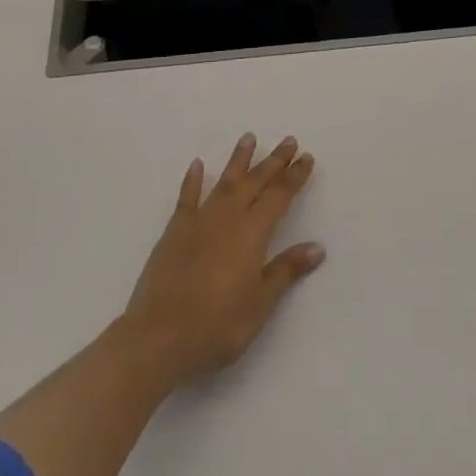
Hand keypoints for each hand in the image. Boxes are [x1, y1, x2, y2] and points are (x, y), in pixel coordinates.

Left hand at [118, 133, 324, 388]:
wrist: (158, 338)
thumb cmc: (217, 325)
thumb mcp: (260, 304)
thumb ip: (286, 270)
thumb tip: (317, 246)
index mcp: (252, 233)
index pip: (279, 196)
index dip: (294, 176)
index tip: (306, 157)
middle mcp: (228, 218)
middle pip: (255, 182)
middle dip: (274, 161)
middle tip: (288, 141)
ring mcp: (199, 221)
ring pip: (224, 182)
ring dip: (238, 160)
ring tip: (249, 137)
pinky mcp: (174, 232)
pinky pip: (187, 198)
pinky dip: (192, 180)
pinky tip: (196, 165)